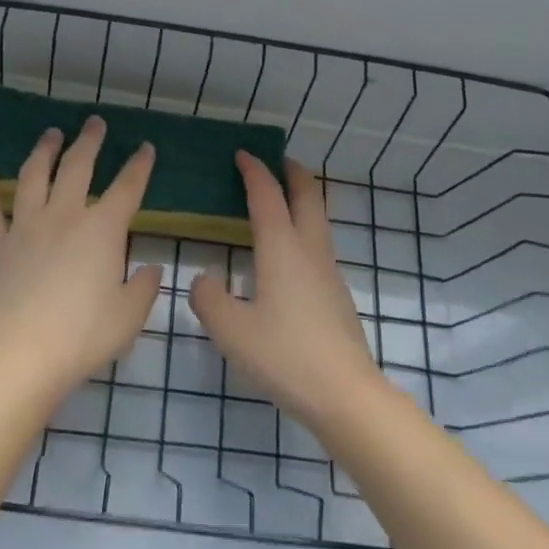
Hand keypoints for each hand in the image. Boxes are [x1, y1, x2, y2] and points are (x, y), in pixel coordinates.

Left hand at [0, 117, 163, 405]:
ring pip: (34, 176)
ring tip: (50, 134)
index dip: (139, 165)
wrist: (21, 354)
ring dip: (44, 151)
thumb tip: (149, 269)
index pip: (128, 188)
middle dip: (89, 141)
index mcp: (102, 230)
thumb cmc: (83, 336)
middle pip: (78, 167)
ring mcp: (25, 227)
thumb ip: (143, 288)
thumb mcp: (129, 316)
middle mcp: (64, 217)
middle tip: (94, 123)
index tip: (145, 147)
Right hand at [188, 153, 381, 431]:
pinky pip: (318, 245)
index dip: (254, 171)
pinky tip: (287, 255)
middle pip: (307, 197)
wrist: (345, 394)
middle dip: (293, 173)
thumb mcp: (231, 330)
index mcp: (282, 249)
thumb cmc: (285, 356)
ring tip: (282, 200)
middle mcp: (309, 251)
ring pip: (318, 220)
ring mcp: (328, 273)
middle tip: (276, 161)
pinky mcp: (336, 296)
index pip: (267, 196)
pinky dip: (303, 228)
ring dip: (302, 200)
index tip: (242, 154)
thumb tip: (203, 280)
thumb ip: (208, 299)